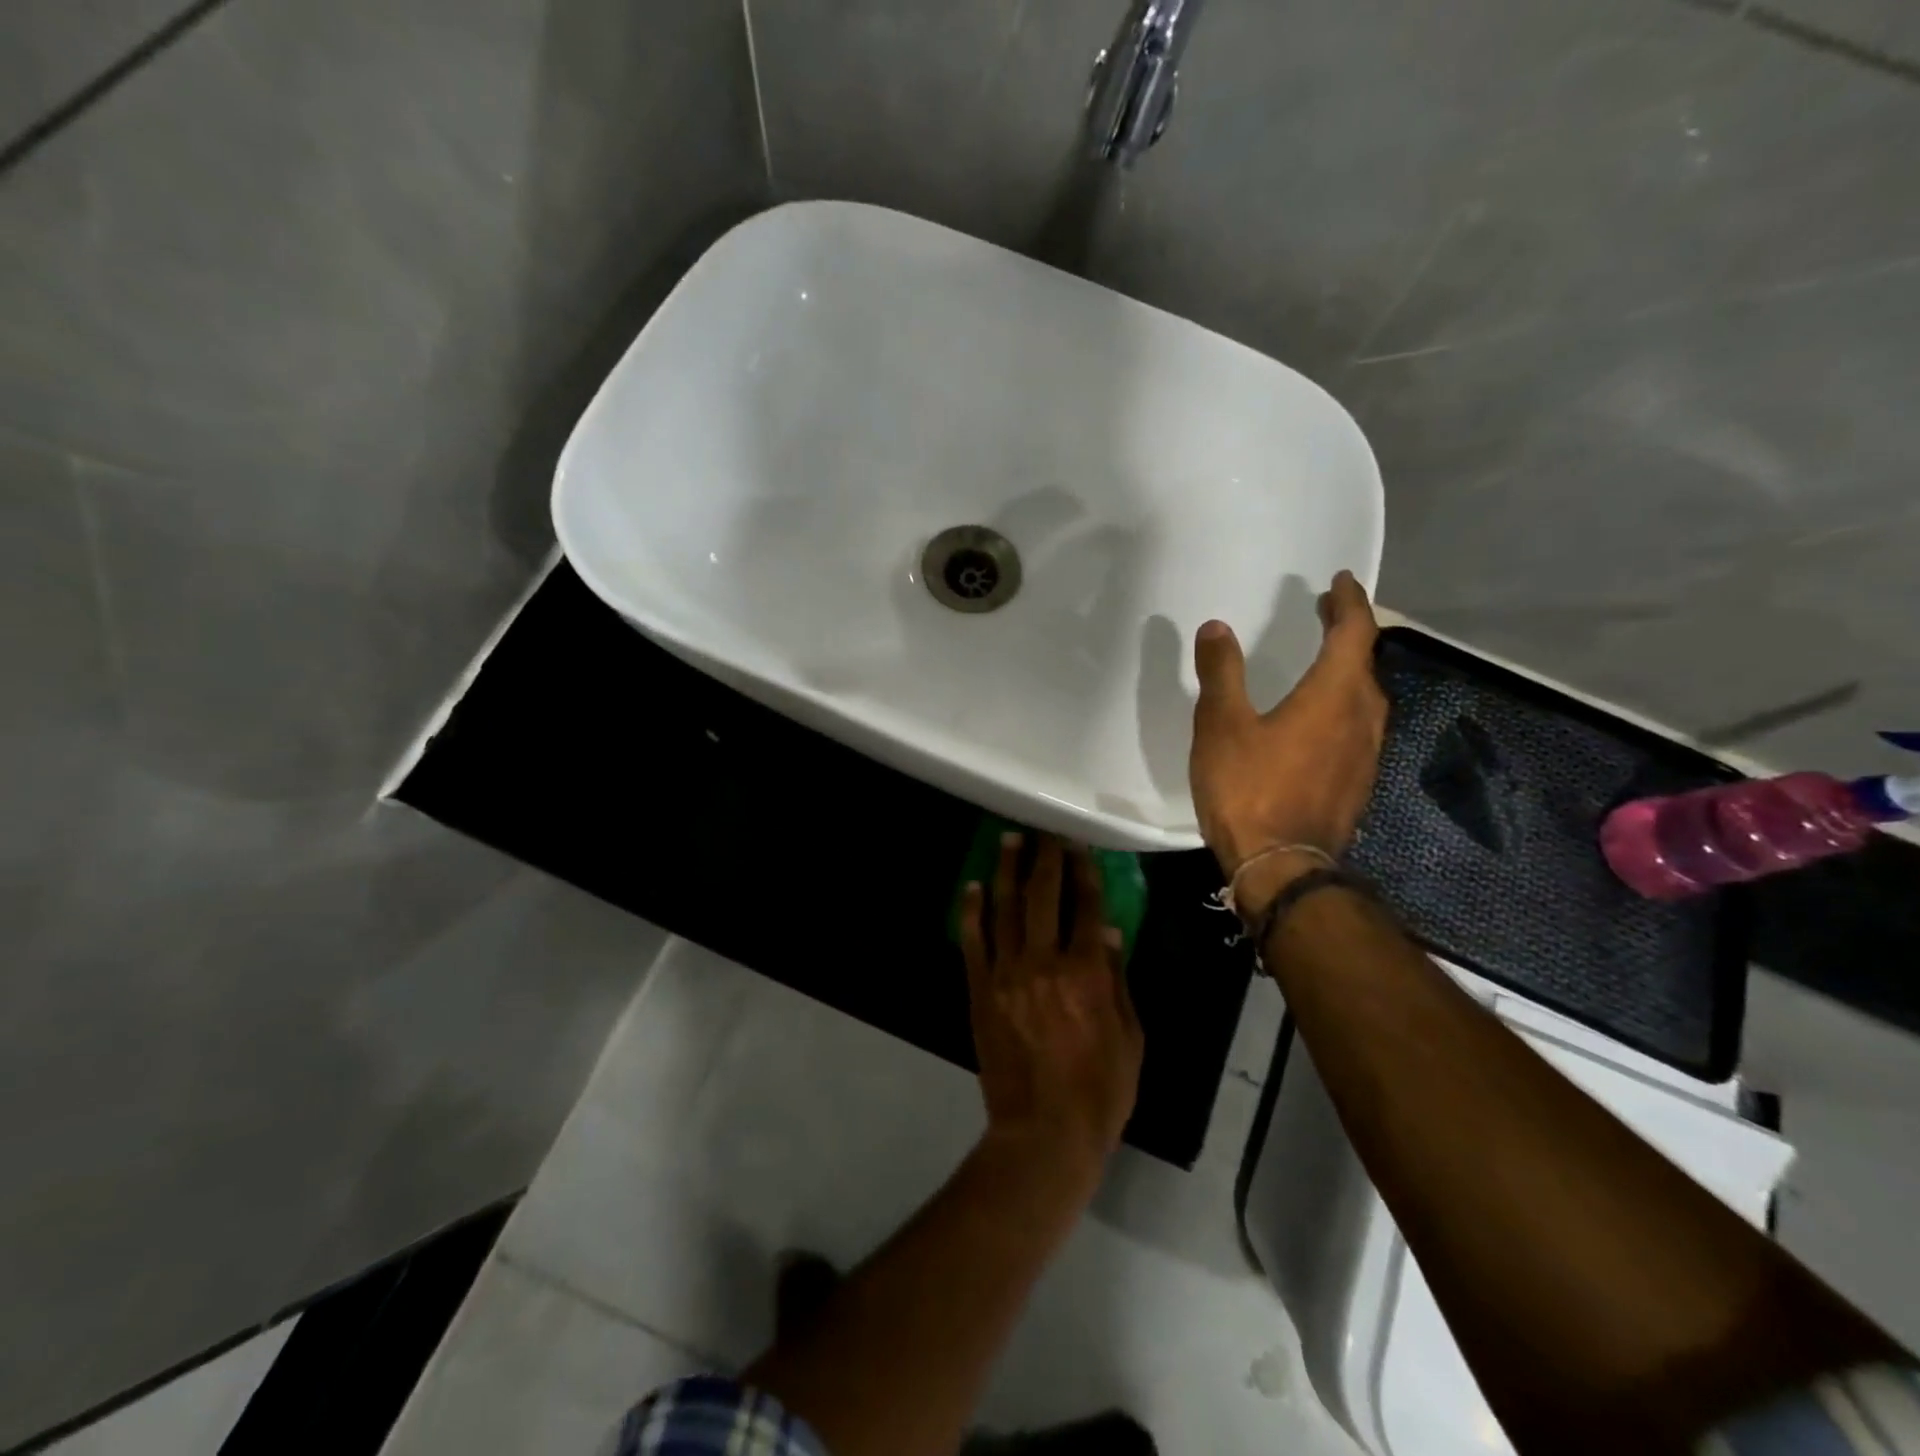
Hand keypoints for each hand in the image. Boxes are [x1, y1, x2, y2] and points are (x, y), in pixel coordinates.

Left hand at [959, 835, 1143, 1174]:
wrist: (1043, 1133)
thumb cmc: (1100, 1091)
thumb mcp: (1130, 1038)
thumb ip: (1118, 980)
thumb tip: (1109, 932)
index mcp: (1086, 972)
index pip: (1086, 908)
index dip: (1084, 872)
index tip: (1079, 845)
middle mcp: (1044, 962)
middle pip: (1043, 897)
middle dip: (1045, 858)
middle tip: (1044, 832)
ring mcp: (1007, 974)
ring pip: (1004, 909)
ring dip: (1007, 870)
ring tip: (1008, 840)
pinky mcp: (981, 991)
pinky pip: (973, 942)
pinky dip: (972, 911)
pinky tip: (973, 886)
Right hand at [1189, 571, 1386, 892]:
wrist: (1280, 866)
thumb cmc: (1249, 788)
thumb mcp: (1221, 725)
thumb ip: (1221, 673)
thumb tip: (1217, 628)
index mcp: (1334, 695)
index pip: (1354, 633)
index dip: (1348, 603)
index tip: (1339, 582)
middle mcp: (1362, 718)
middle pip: (1366, 662)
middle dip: (1349, 634)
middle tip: (1326, 615)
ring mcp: (1365, 755)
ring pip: (1367, 698)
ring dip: (1349, 671)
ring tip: (1324, 661)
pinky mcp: (1357, 783)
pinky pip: (1359, 727)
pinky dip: (1344, 706)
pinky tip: (1320, 719)